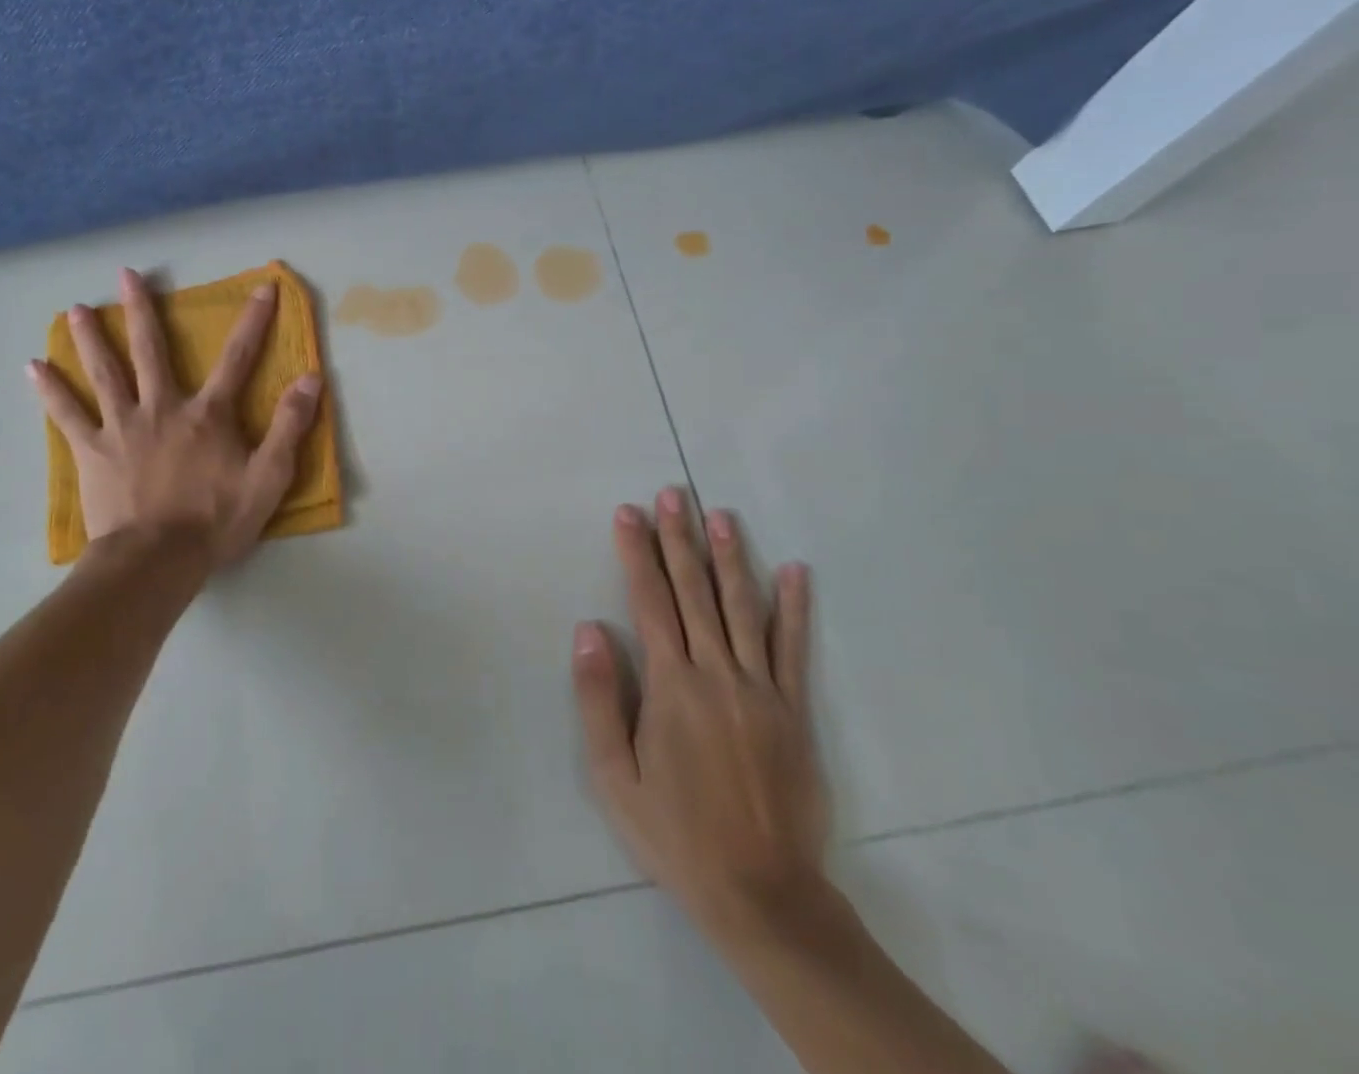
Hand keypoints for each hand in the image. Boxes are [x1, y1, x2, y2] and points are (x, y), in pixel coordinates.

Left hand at [29, 267, 323, 568]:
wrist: (157, 560)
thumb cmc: (216, 520)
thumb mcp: (270, 477)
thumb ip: (290, 425)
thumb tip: (311, 378)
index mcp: (208, 414)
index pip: (238, 357)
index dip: (254, 321)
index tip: (263, 287)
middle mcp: (162, 407)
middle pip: (151, 350)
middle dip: (141, 309)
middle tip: (126, 274)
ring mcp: (122, 427)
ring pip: (104, 372)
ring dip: (90, 338)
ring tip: (75, 308)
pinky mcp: (92, 451)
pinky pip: (68, 415)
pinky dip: (50, 390)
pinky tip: (33, 367)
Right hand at [573, 490, 828, 947]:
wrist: (762, 893)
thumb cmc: (674, 833)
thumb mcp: (614, 775)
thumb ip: (601, 698)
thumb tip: (589, 629)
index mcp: (672, 686)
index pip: (650, 601)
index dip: (637, 553)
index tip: (628, 513)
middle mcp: (717, 673)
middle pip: (695, 592)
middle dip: (679, 539)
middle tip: (672, 494)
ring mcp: (762, 689)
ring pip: (744, 607)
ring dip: (730, 557)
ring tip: (720, 514)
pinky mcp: (794, 710)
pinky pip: (794, 648)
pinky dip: (795, 607)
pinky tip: (795, 571)